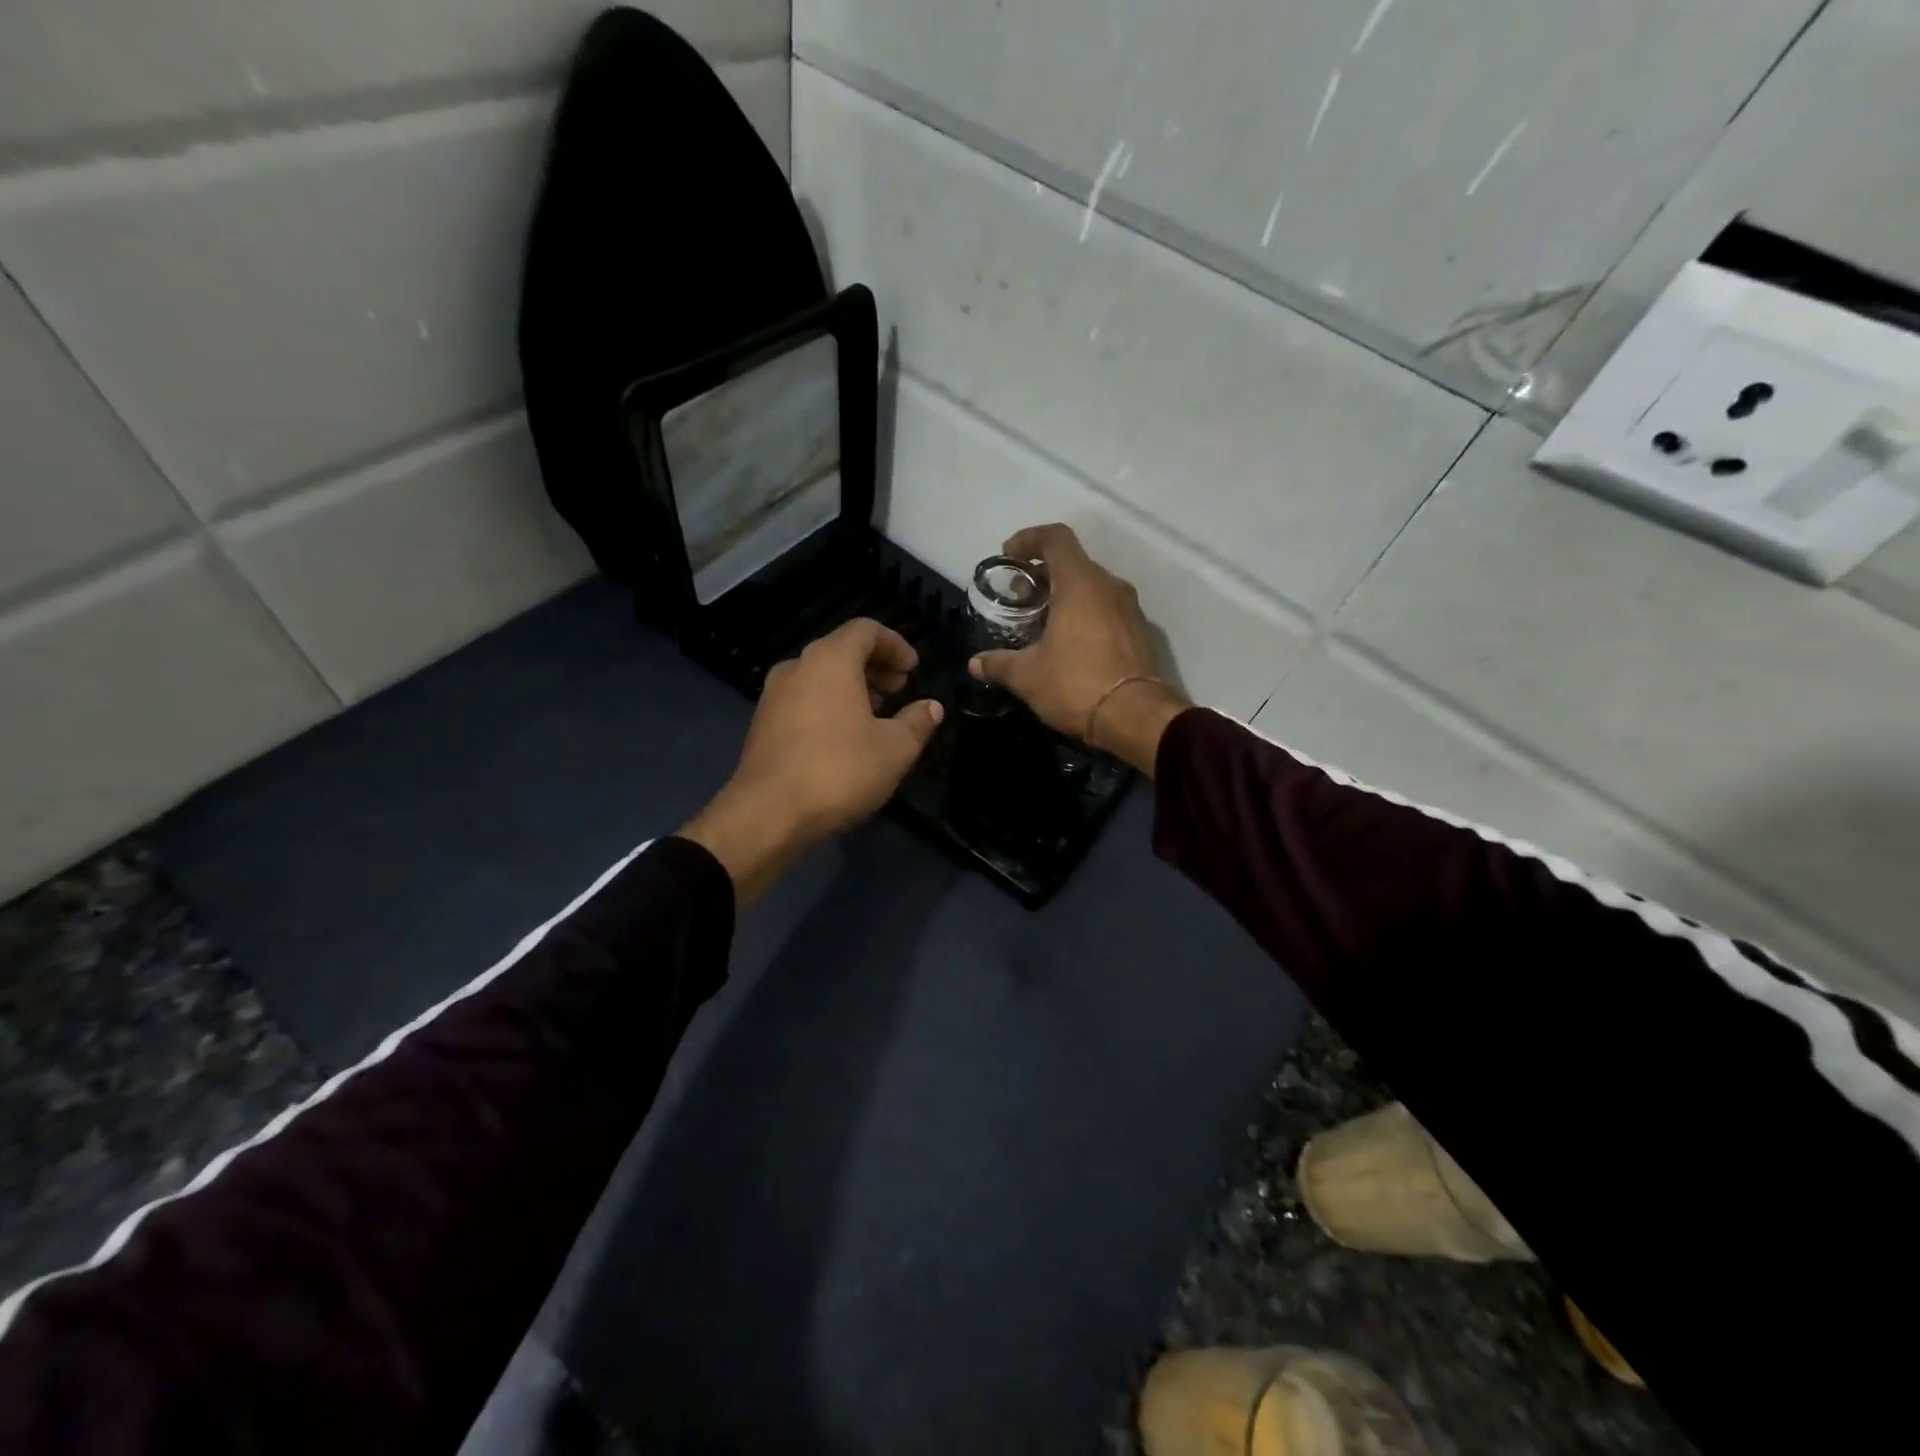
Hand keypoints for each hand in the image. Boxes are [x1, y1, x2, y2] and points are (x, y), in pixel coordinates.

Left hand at [680, 619, 942, 901]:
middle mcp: (797, 667)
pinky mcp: (763, 723)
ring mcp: (774, 695)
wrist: (768, 814)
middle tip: (900, 689)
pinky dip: (830, 704)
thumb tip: (931, 707)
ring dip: (853, 687)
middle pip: (841, 650)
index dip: (896, 644)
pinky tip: (846, 736)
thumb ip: (918, 721)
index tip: (913, 669)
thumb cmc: (839, 771)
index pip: (866, 630)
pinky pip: (804, 698)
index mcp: (830, 660)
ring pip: (821, 676)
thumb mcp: (895, 749)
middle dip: (875, 666)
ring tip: (877, 714)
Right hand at [969, 524, 1188, 774]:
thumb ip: (999, 663)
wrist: (1136, 718)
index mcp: (1080, 583)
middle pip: (1072, 563)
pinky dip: (1084, 615)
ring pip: (1091, 587)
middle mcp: (1109, 586)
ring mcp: (1129, 609)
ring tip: (1040, 624)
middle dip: (1042, 575)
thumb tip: (975, 664)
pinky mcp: (1140, 632)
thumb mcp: (1027, 676)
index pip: (1055, 538)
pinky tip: (1068, 644)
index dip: (1028, 539)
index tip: (1008, 556)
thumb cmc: (1076, 684)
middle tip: (1019, 599)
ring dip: (1064, 596)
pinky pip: (1106, 609)